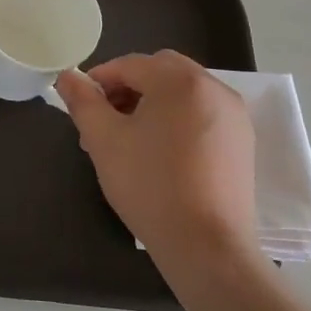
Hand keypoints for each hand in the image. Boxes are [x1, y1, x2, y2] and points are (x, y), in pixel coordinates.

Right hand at [55, 52, 259, 284]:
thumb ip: (83, 101)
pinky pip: (202, 113)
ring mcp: (234, 115)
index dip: (100, 80)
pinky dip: (177, 119)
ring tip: (130, 139)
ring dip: (152, 102)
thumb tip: (68, 76)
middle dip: (128, 87)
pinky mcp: (242, 142)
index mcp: (179, 81)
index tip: (82, 107)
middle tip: (106, 121)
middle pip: (160, 71)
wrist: (206, 245)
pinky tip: (161, 153)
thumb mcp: (104, 140)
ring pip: (182, 92)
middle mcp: (213, 88)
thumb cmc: (149, 185)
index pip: (130, 64)